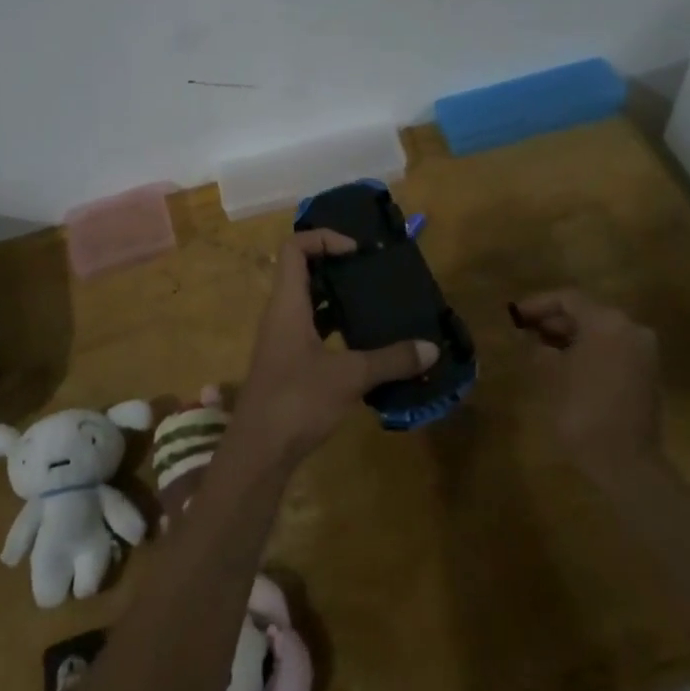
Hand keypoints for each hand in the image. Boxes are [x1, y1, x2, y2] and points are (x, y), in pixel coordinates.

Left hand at [232, 230, 436, 463]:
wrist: (258, 452)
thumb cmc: (297, 401)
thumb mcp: (349, 377)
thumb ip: (391, 360)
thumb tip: (431, 348)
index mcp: (287, 304)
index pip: (294, 249)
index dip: (323, 239)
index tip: (356, 251)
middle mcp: (280, 315)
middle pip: (303, 272)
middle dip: (337, 266)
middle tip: (372, 272)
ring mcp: (281, 340)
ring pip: (309, 303)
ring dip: (338, 299)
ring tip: (375, 303)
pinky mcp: (287, 363)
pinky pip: (312, 330)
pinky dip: (336, 328)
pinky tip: (365, 343)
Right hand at [512, 288, 661, 477]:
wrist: (627, 462)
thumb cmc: (583, 411)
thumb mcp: (551, 374)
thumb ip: (539, 348)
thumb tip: (532, 338)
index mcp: (607, 322)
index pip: (568, 299)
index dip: (538, 304)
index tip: (515, 316)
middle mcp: (630, 328)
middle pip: (587, 312)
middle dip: (555, 320)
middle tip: (525, 332)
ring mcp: (643, 351)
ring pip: (600, 331)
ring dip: (571, 336)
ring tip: (540, 348)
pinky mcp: (646, 372)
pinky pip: (613, 348)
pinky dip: (589, 350)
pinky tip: (565, 364)